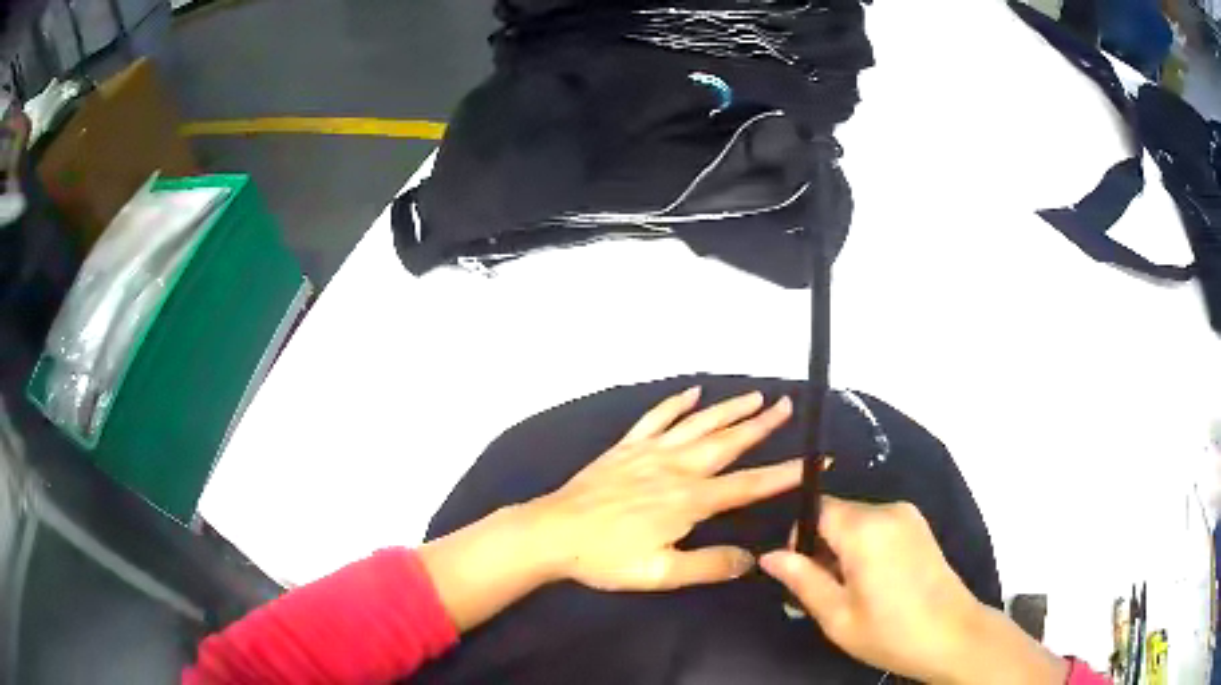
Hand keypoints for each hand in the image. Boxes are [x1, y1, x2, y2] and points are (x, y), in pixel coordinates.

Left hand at [526, 386, 801, 590]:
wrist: (552, 533)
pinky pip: (655, 418)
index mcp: (689, 500)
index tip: (816, 461)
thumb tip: (751, 559)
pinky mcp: (626, 448)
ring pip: (698, 424)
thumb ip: (709, 565)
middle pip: (728, 442)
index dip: (786, 474)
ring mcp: (649, 453)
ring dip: (729, 409)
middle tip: (788, 406)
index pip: (749, 485)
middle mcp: (676, 467)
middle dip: (762, 425)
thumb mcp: (661, 573)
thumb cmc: (606, 557)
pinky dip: (676, 403)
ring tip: (755, 396)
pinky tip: (692, 392)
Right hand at [760, 498, 1067, 684]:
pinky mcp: (920, 527)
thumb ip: (801, 580)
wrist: (954, 635)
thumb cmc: (891, 632)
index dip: (799, 537)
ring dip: (844, 549)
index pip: (816, 508)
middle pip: (838, 515)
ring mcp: (908, 516)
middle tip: (824, 592)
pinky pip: (879, 526)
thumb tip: (769, 555)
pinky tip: (874, 584)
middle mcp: (888, 510)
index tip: (801, 573)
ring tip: (850, 593)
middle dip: (822, 547)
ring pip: (857, 522)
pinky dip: (866, 548)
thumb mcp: (837, 616)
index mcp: (865, 529)